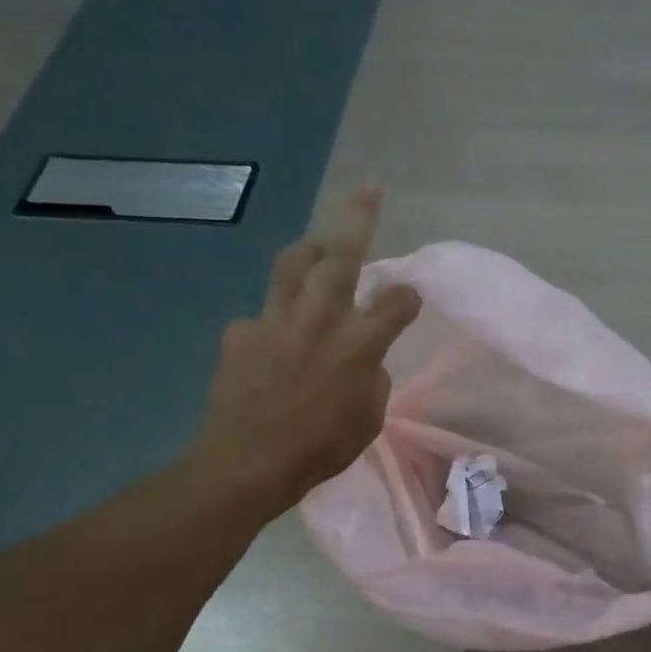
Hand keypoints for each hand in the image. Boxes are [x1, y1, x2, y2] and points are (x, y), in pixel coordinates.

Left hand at [183, 184, 420, 512]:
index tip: (410, 298)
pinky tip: (272, 347)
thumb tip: (364, 362)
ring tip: (318, 248)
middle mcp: (320, 319)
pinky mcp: (240, 332)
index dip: (407, 297)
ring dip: (310, 249)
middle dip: (359, 218)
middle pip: (342, 255)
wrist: (248, 462)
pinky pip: (261, 317)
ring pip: (293, 265)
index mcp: (359, 345)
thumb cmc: (320, 450)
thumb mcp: (368, 420)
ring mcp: (275, 320)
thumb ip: (371, 380)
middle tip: (369, 190)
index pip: (396, 304)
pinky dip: (274, 324)